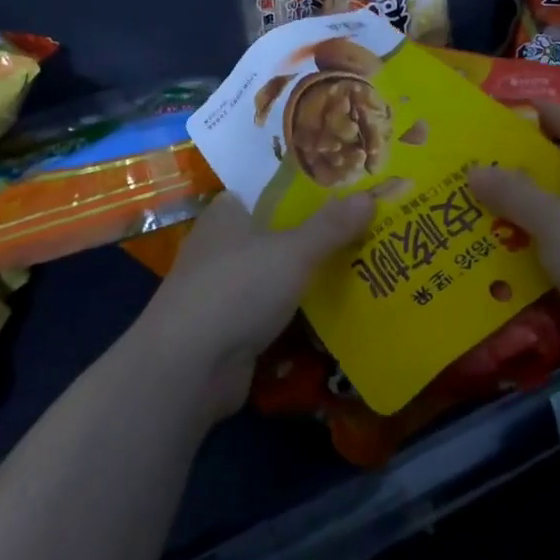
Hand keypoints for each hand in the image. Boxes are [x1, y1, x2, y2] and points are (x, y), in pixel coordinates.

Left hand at [134, 191, 374, 421]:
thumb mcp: (293, 251)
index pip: (263, 192)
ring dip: (304, 281)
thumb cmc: (237, 288)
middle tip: (361, 233)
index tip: (338, 194)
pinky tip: (331, 317)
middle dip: (310, 238)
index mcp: (225, 215)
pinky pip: (269, 314)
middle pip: (272, 235)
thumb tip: (370, 196)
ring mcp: (220, 292)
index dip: (297, 192)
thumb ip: (331, 226)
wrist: (188, 367)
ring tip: (358, 272)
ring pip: (272, 277)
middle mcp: (219, 247)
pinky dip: (294, 316)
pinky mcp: (226, 331)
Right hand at [469, 102, 559, 346]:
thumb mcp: (551, 222)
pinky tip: (521, 247)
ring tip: (490, 205)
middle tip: (480, 165)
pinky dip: (553, 232)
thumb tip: (475, 169)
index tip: (492, 116)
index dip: (533, 114)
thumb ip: (512, 192)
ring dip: (537, 201)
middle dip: (526, 162)